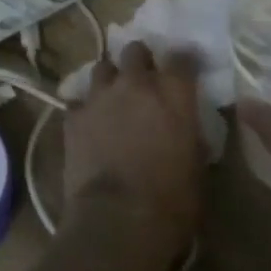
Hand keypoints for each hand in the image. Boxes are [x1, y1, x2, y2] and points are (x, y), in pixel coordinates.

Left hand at [64, 42, 205, 270]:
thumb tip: (187, 130)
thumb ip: (190, 137)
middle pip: (135, 50)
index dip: (184, 61)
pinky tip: (89, 124)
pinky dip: (86, 108)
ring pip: (103, 67)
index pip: (181, 58)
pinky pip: (79, 100)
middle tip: (144, 79)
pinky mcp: (74, 113)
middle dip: (140, 61)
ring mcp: (100, 95)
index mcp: (172, 94)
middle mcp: (135, 84)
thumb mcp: (197, 170)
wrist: (117, 220)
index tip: (186, 69)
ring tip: (114, 97)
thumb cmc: (170, 202)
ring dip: (111, 78)